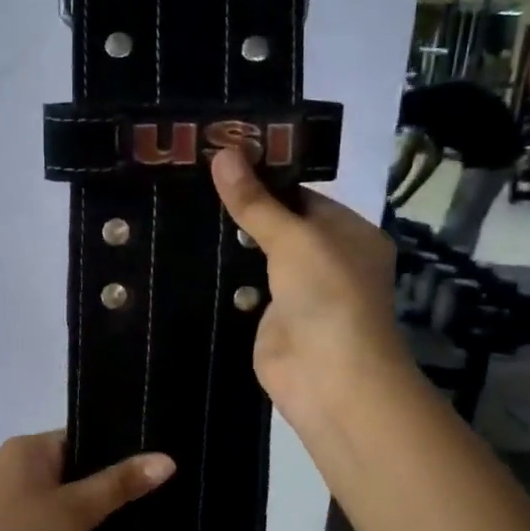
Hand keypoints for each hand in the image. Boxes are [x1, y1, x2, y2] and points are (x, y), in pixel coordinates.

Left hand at [0, 432, 174, 530]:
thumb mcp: (75, 509)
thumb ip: (120, 484)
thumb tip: (167, 459)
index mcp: (30, 448)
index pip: (86, 435)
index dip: (122, 447)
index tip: (163, 459)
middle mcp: (23, 467)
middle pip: (82, 465)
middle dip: (117, 480)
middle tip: (167, 488)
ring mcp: (20, 502)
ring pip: (74, 496)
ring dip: (102, 507)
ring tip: (153, 513)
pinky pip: (63, 520)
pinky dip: (86, 528)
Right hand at [210, 148, 407, 422]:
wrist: (329, 377)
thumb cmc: (327, 294)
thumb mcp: (293, 238)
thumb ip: (256, 202)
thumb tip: (223, 153)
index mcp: (349, 234)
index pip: (302, 196)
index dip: (265, 178)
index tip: (220, 160)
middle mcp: (327, 260)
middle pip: (278, 226)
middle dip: (242, 210)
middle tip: (191, 181)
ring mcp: (298, 293)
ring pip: (258, 259)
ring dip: (228, 244)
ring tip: (180, 210)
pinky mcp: (272, 321)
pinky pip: (244, 291)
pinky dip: (223, 279)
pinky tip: (186, 255)